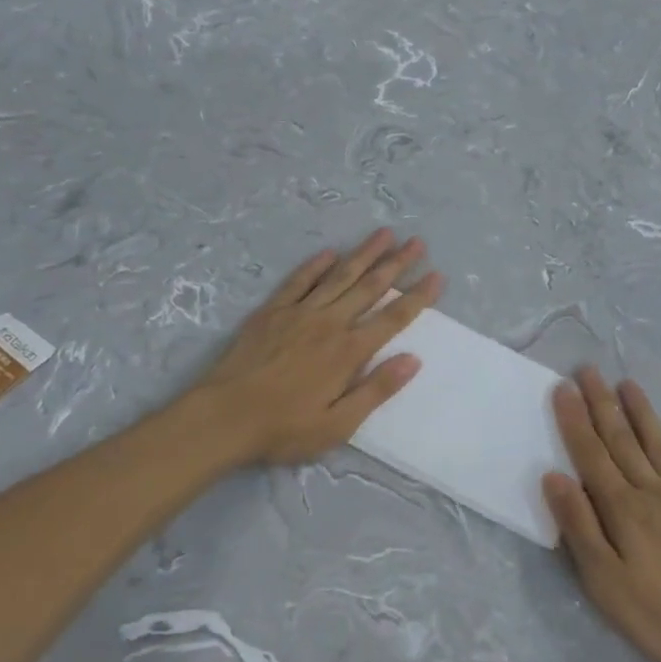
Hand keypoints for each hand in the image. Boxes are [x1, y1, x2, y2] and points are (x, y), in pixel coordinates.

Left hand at [188, 229, 442, 466]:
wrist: (223, 417)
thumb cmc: (284, 428)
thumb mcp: (338, 425)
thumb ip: (376, 390)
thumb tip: (413, 360)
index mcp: (348, 352)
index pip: (392, 318)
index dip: (418, 297)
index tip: (437, 276)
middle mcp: (329, 323)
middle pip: (370, 287)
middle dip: (397, 263)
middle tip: (417, 242)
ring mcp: (299, 313)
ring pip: (339, 276)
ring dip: (364, 254)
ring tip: (384, 233)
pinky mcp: (272, 311)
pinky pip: (299, 281)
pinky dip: (316, 265)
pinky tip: (329, 252)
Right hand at [543, 367, 660, 661]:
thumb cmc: (657, 614)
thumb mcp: (604, 580)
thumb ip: (579, 525)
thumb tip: (554, 476)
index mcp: (622, 507)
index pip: (591, 453)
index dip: (575, 420)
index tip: (562, 387)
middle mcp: (652, 491)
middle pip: (621, 439)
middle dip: (601, 403)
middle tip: (588, 370)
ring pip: (657, 445)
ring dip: (641, 412)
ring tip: (628, 383)